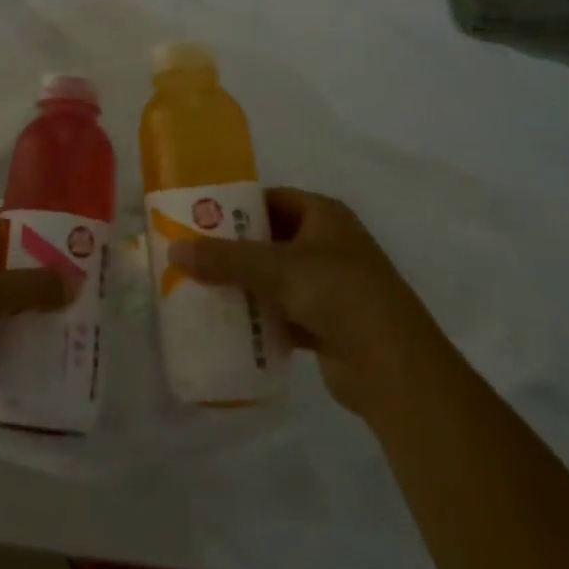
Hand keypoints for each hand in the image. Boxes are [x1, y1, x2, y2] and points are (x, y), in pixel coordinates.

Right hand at [168, 188, 442, 420]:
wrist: (395, 369)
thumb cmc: (339, 295)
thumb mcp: (277, 268)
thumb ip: (224, 258)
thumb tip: (173, 249)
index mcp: (324, 216)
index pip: (271, 199)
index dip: (236, 205)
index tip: (197, 217)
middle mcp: (328, 245)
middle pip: (269, 239)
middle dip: (233, 249)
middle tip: (190, 255)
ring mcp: (330, 287)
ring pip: (274, 278)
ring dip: (243, 285)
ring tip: (198, 288)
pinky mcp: (326, 325)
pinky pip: (282, 312)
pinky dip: (259, 317)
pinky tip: (226, 324)